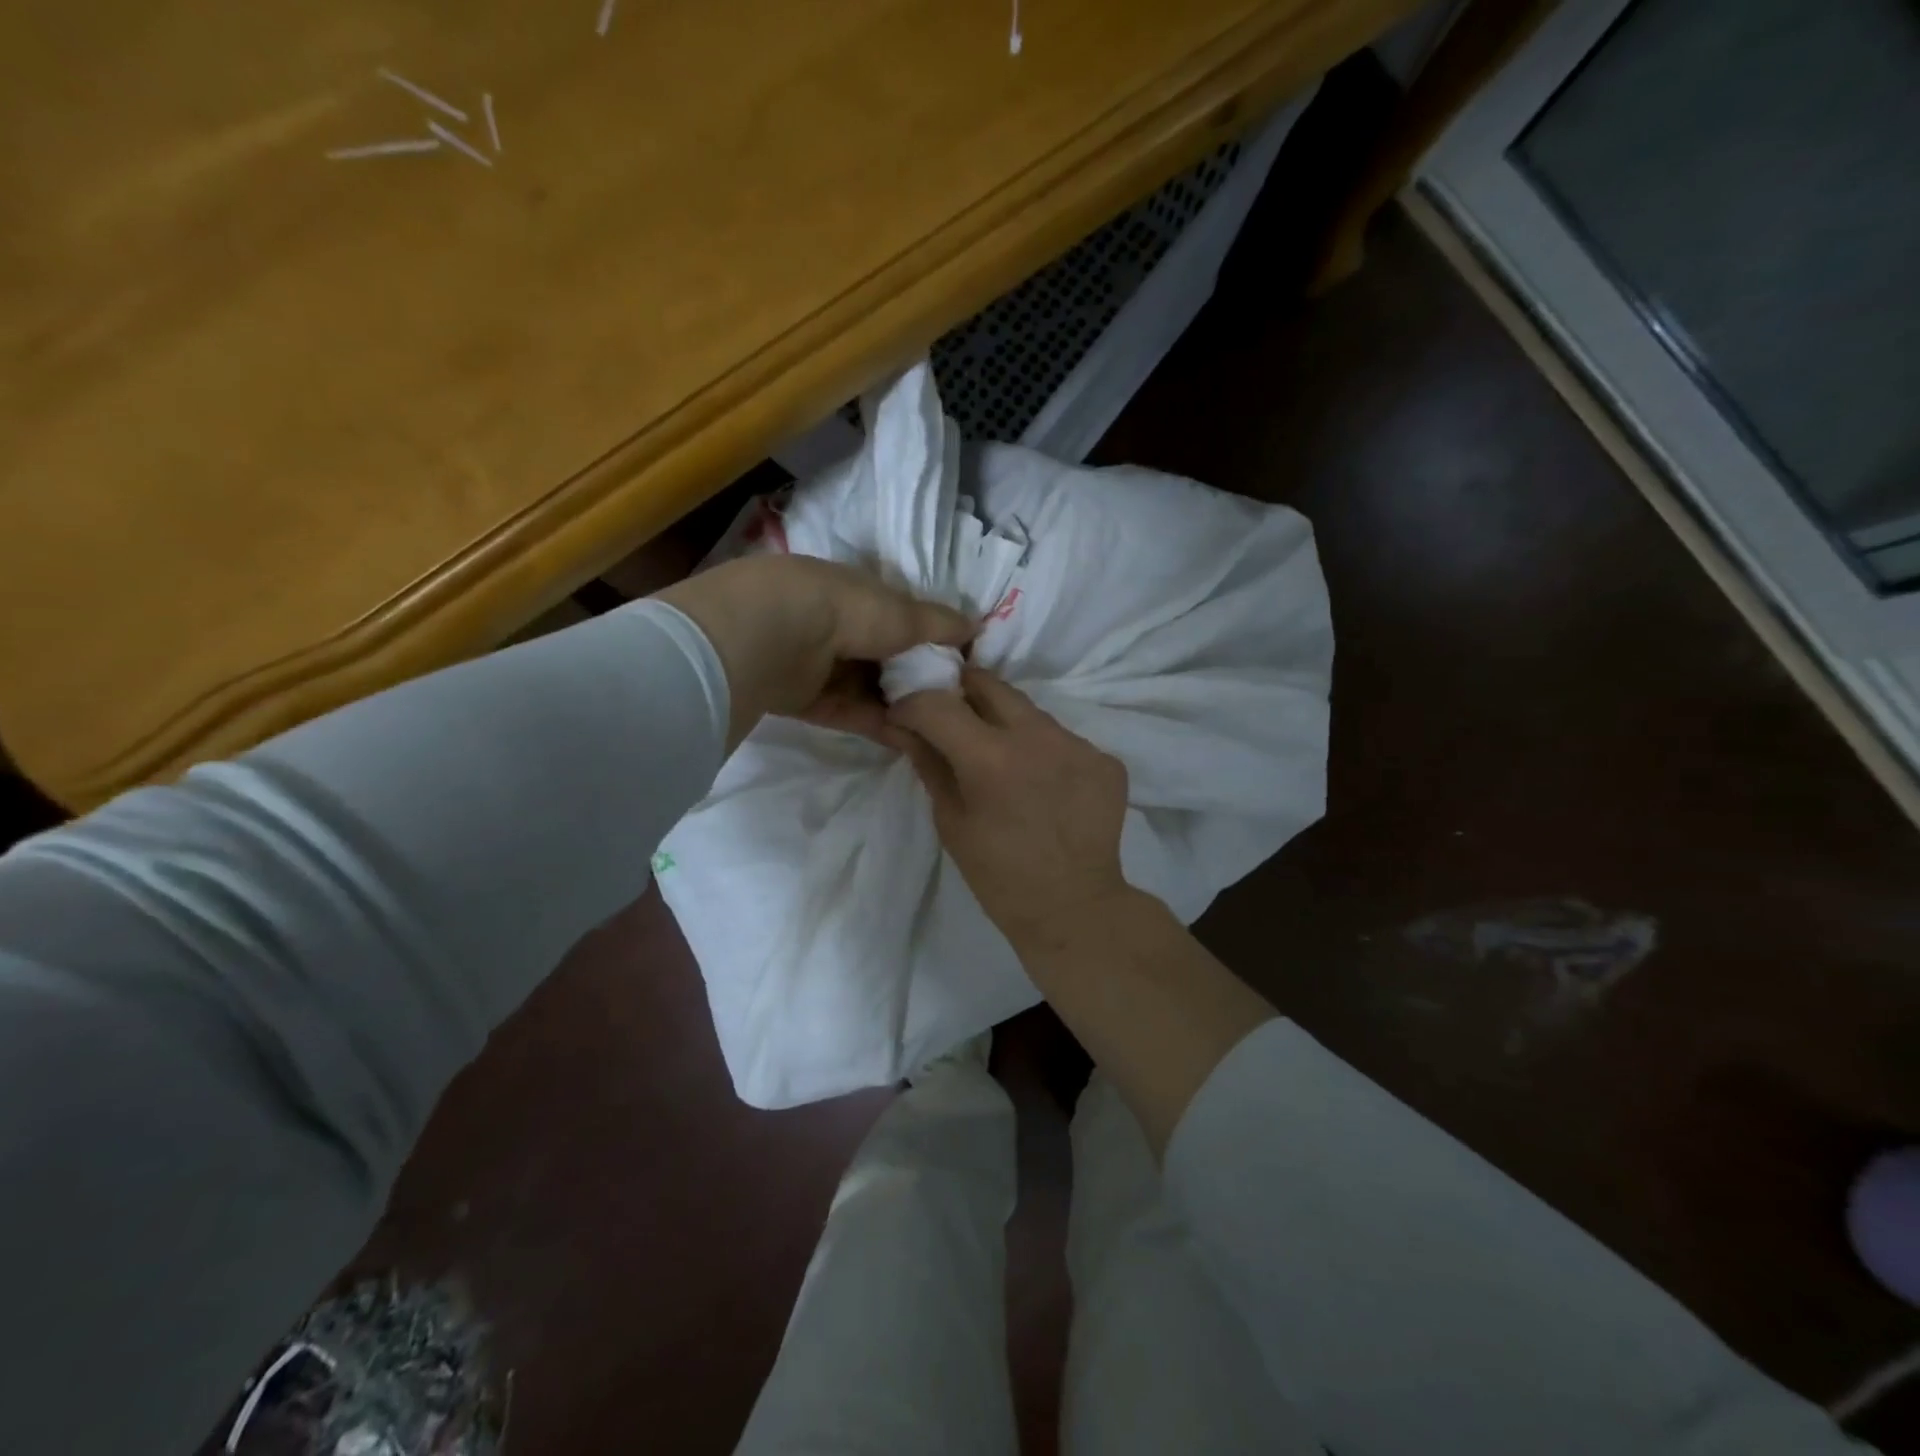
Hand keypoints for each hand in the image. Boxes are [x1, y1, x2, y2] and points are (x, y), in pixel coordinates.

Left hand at [657, 555, 971, 747]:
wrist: (768, 636)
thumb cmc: (841, 610)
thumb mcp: (900, 612)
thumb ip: (937, 623)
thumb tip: (976, 626)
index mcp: (854, 592)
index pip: (898, 616)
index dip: (928, 639)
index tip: (959, 664)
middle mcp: (834, 625)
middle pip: (883, 657)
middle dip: (915, 678)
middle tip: (952, 704)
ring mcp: (816, 663)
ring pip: (867, 688)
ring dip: (900, 706)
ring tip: (938, 728)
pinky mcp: (803, 699)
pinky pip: (849, 712)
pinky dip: (878, 724)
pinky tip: (911, 740)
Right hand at [888, 668, 1131, 950]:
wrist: (1074, 908)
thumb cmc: (998, 875)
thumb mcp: (951, 821)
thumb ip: (929, 763)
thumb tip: (902, 725)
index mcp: (991, 758)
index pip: (938, 703)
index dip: (913, 703)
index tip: (905, 715)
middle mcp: (1039, 737)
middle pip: (989, 684)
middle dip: (961, 692)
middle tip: (950, 717)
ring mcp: (1079, 745)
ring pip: (1030, 711)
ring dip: (1006, 723)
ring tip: (1003, 760)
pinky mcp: (1106, 759)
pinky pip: (1063, 739)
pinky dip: (1043, 752)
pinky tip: (1043, 784)